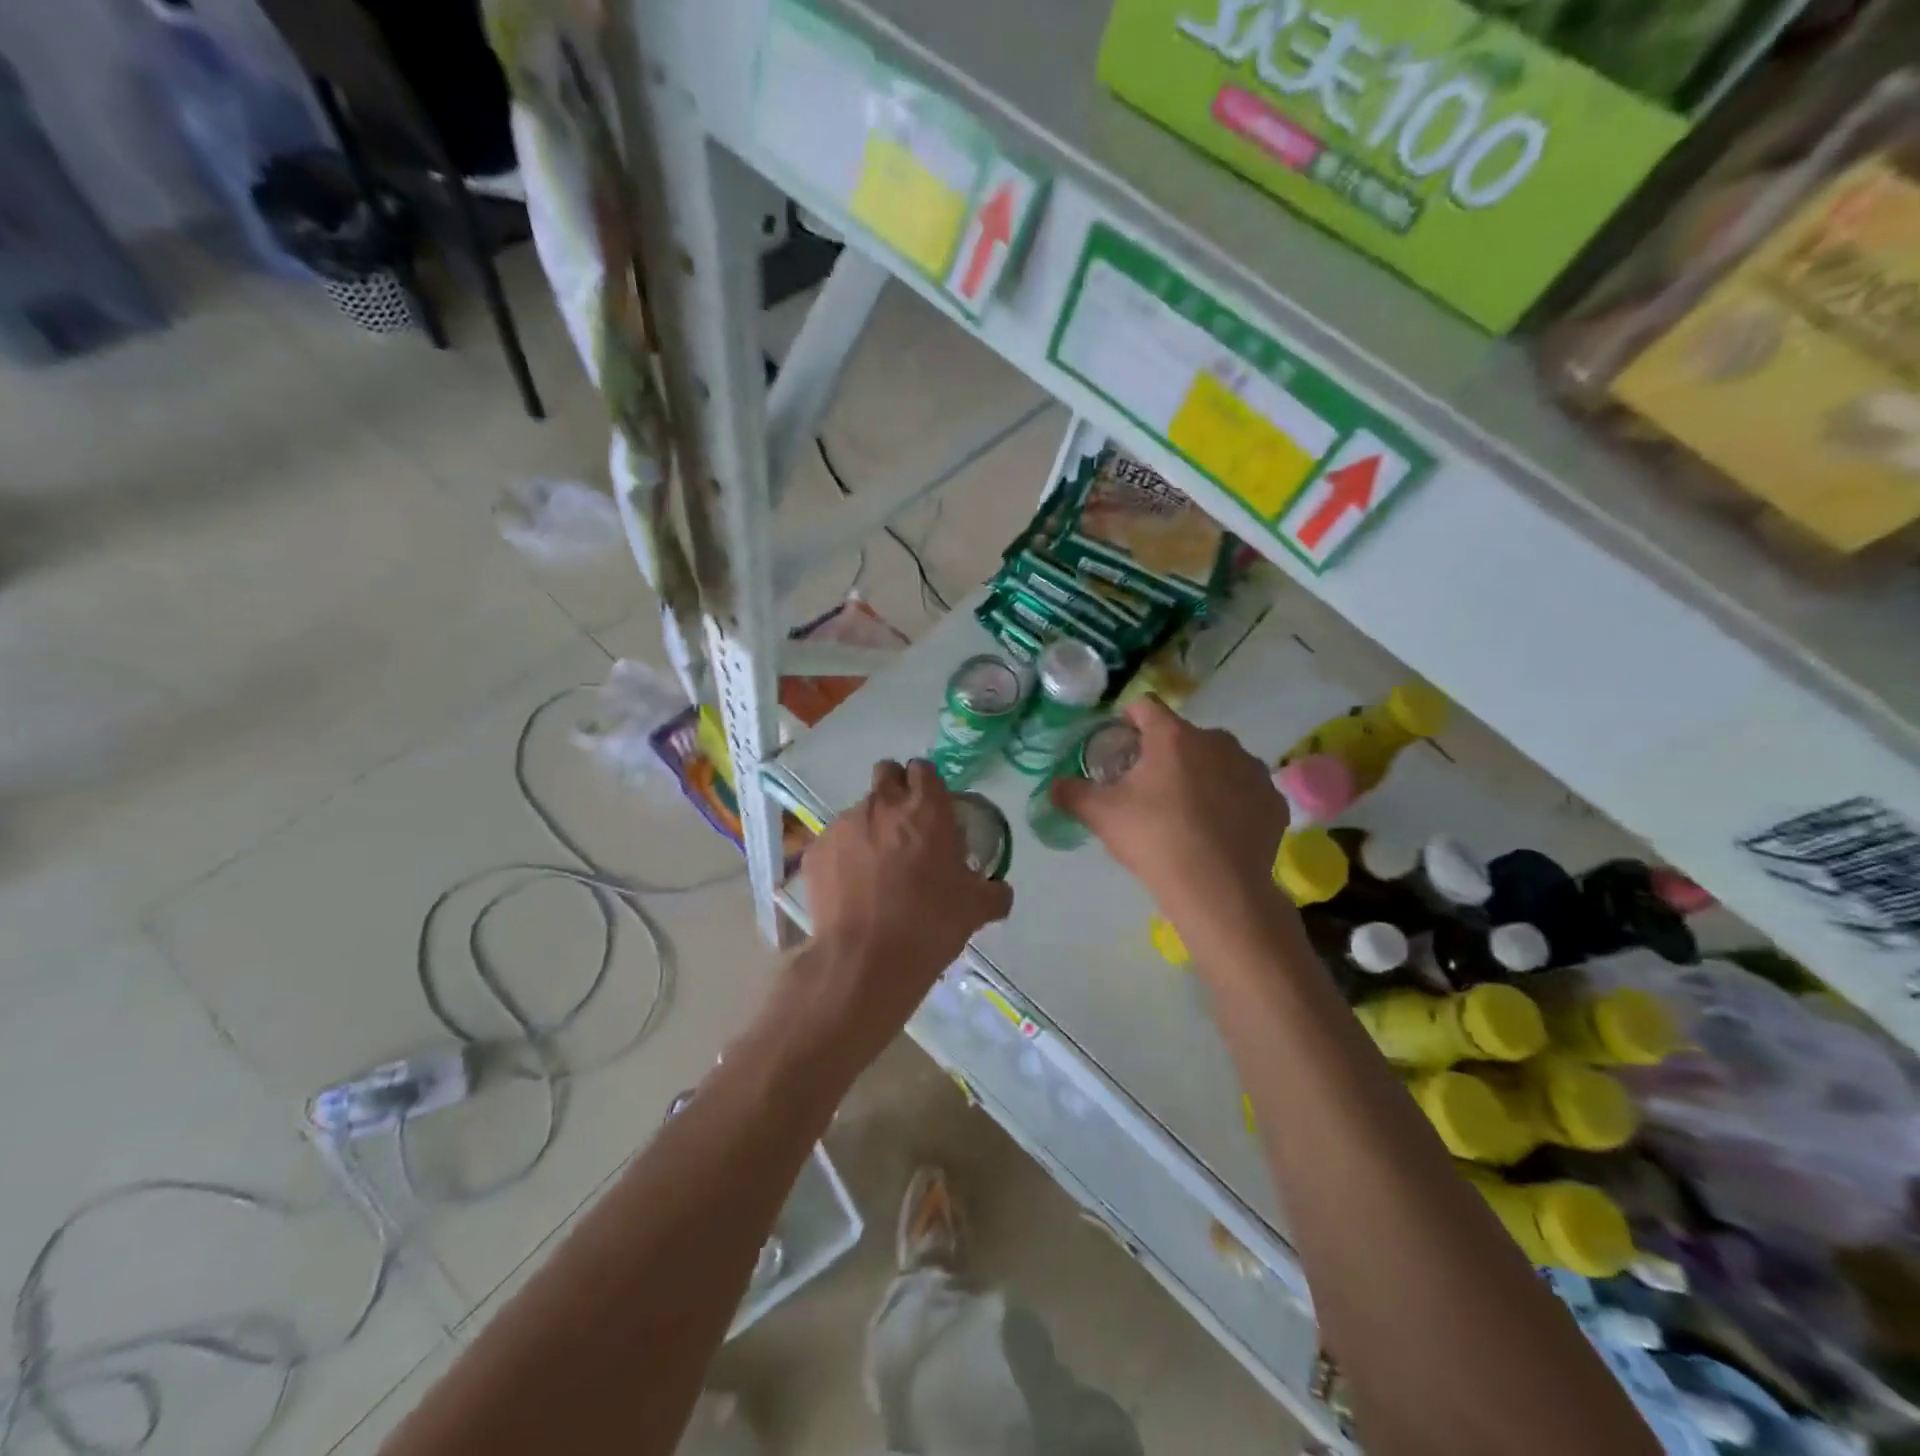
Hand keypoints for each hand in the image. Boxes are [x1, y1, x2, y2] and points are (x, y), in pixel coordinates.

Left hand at [794, 759, 1013, 1063]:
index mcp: (926, 808)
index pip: (924, 769)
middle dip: (895, 789)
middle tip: (905, 826)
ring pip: (859, 810)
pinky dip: (844, 856)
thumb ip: (993, 892)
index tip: (932, 808)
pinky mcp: (816, 849)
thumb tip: (999, 891)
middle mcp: (882, 804)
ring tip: (876, 869)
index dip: (928, 785)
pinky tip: (851, 889)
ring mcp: (844, 824)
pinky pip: (834, 842)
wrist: (864, 958)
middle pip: (887, 773)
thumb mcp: (975, 909)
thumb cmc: (929, 924)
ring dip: (870, 827)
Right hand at [1052, 698, 1289, 926]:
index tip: (1120, 743)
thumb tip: (1053, 786)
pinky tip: (1219, 829)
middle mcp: (1217, 740)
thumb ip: (1072, 794)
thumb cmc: (1155, 840)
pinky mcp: (1273, 798)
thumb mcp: (1101, 816)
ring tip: (1188, 811)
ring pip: (1218, 760)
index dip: (1128, 719)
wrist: (1219, 889)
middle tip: (1149, 787)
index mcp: (1173, 736)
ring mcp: (1251, 768)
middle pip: (1183, 736)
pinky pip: (1244, 789)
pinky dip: (1231, 801)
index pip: (1145, 706)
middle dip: (1166, 753)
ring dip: (1202, 774)